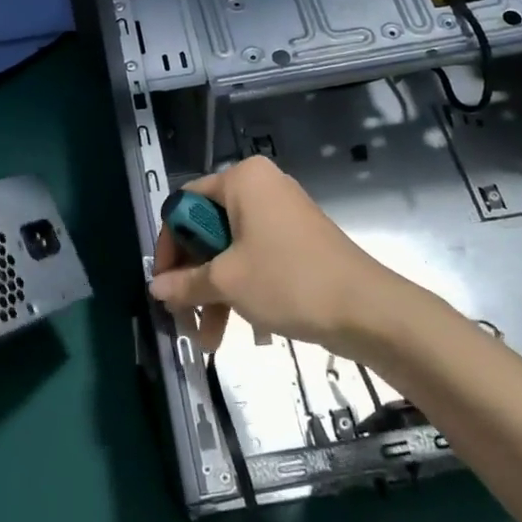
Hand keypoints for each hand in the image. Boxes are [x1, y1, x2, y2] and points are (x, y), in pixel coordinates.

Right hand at [148, 155, 395, 354]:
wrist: (366, 308)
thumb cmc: (288, 280)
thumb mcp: (227, 282)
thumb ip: (185, 282)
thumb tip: (155, 288)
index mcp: (242, 180)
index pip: (185, 203)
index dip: (169, 245)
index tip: (164, 283)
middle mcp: (261, 187)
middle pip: (207, 229)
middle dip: (194, 278)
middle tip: (184, 317)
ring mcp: (282, 213)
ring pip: (231, 249)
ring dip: (215, 292)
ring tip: (207, 341)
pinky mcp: (298, 239)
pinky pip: (256, 257)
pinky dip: (242, 288)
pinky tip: (236, 330)